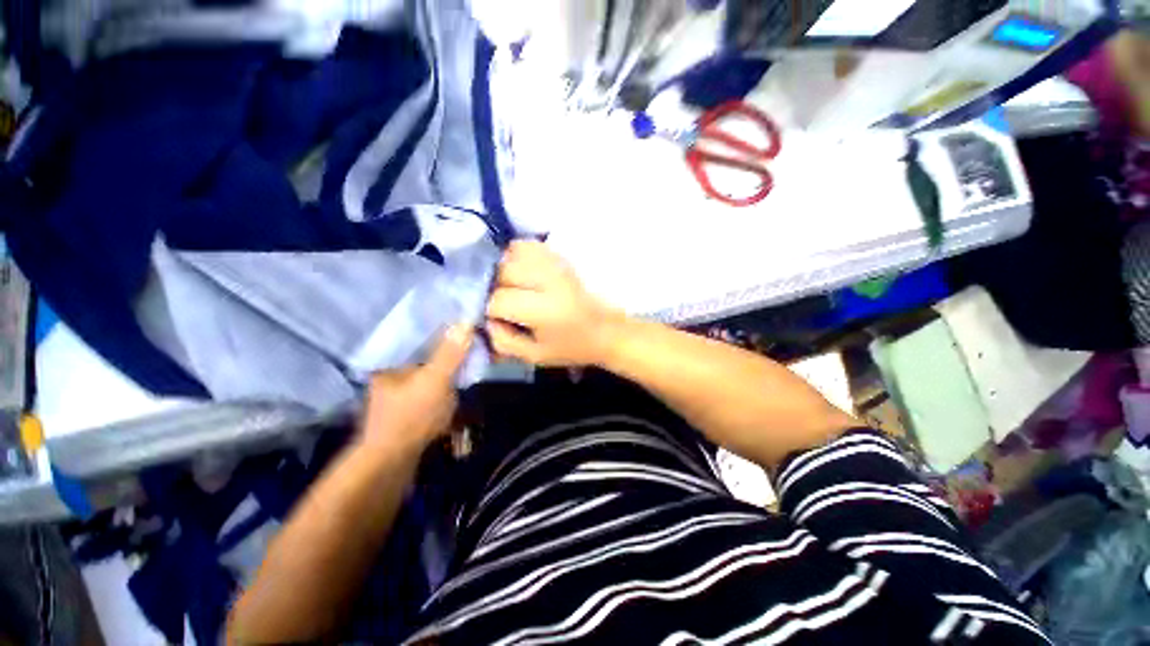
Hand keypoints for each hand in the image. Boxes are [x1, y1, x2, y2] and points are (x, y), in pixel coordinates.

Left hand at [358, 325, 473, 456]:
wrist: (393, 465)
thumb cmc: (412, 417)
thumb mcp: (435, 380)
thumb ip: (450, 353)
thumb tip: (466, 321)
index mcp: (391, 366)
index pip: (418, 341)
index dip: (442, 335)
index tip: (463, 330)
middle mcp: (390, 380)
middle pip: (424, 360)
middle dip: (447, 358)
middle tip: (470, 353)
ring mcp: (396, 400)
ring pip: (427, 379)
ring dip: (446, 378)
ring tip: (465, 373)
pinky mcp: (406, 416)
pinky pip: (428, 396)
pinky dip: (442, 395)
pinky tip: (453, 398)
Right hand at [486, 241, 623, 366]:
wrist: (605, 330)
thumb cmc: (571, 347)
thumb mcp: (534, 356)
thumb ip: (503, 341)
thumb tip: (485, 319)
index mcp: (545, 310)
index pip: (499, 299)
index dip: (490, 309)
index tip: (495, 318)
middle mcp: (549, 280)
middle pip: (503, 271)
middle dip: (495, 287)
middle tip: (502, 302)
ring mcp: (556, 264)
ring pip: (512, 253)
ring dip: (504, 270)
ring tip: (511, 286)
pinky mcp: (560, 256)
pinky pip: (528, 245)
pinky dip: (517, 255)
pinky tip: (521, 272)